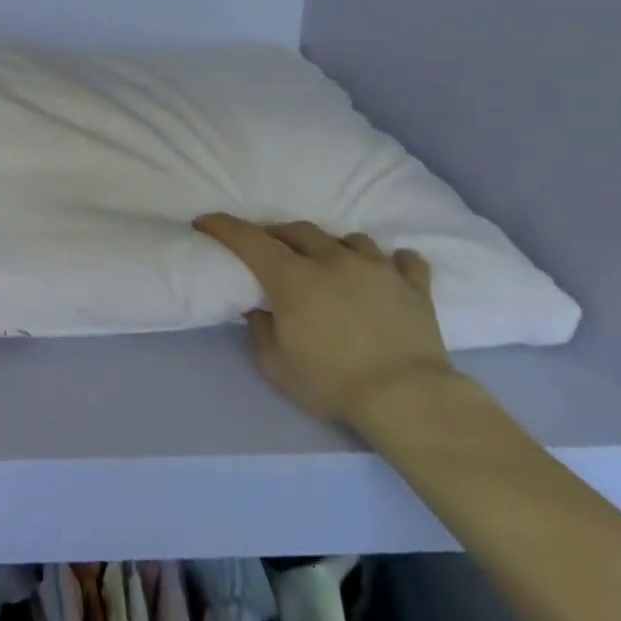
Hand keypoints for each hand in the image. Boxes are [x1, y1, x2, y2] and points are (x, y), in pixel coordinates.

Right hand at [193, 214, 452, 427]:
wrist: (408, 399)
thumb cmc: (332, 383)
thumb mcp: (276, 365)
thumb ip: (260, 329)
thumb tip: (258, 308)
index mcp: (293, 277)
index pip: (249, 239)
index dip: (223, 227)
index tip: (205, 222)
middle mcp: (332, 260)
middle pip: (298, 230)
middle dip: (278, 234)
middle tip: (270, 248)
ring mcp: (377, 269)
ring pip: (350, 239)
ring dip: (332, 246)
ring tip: (330, 261)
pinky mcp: (414, 286)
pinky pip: (405, 261)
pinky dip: (392, 262)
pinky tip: (387, 271)